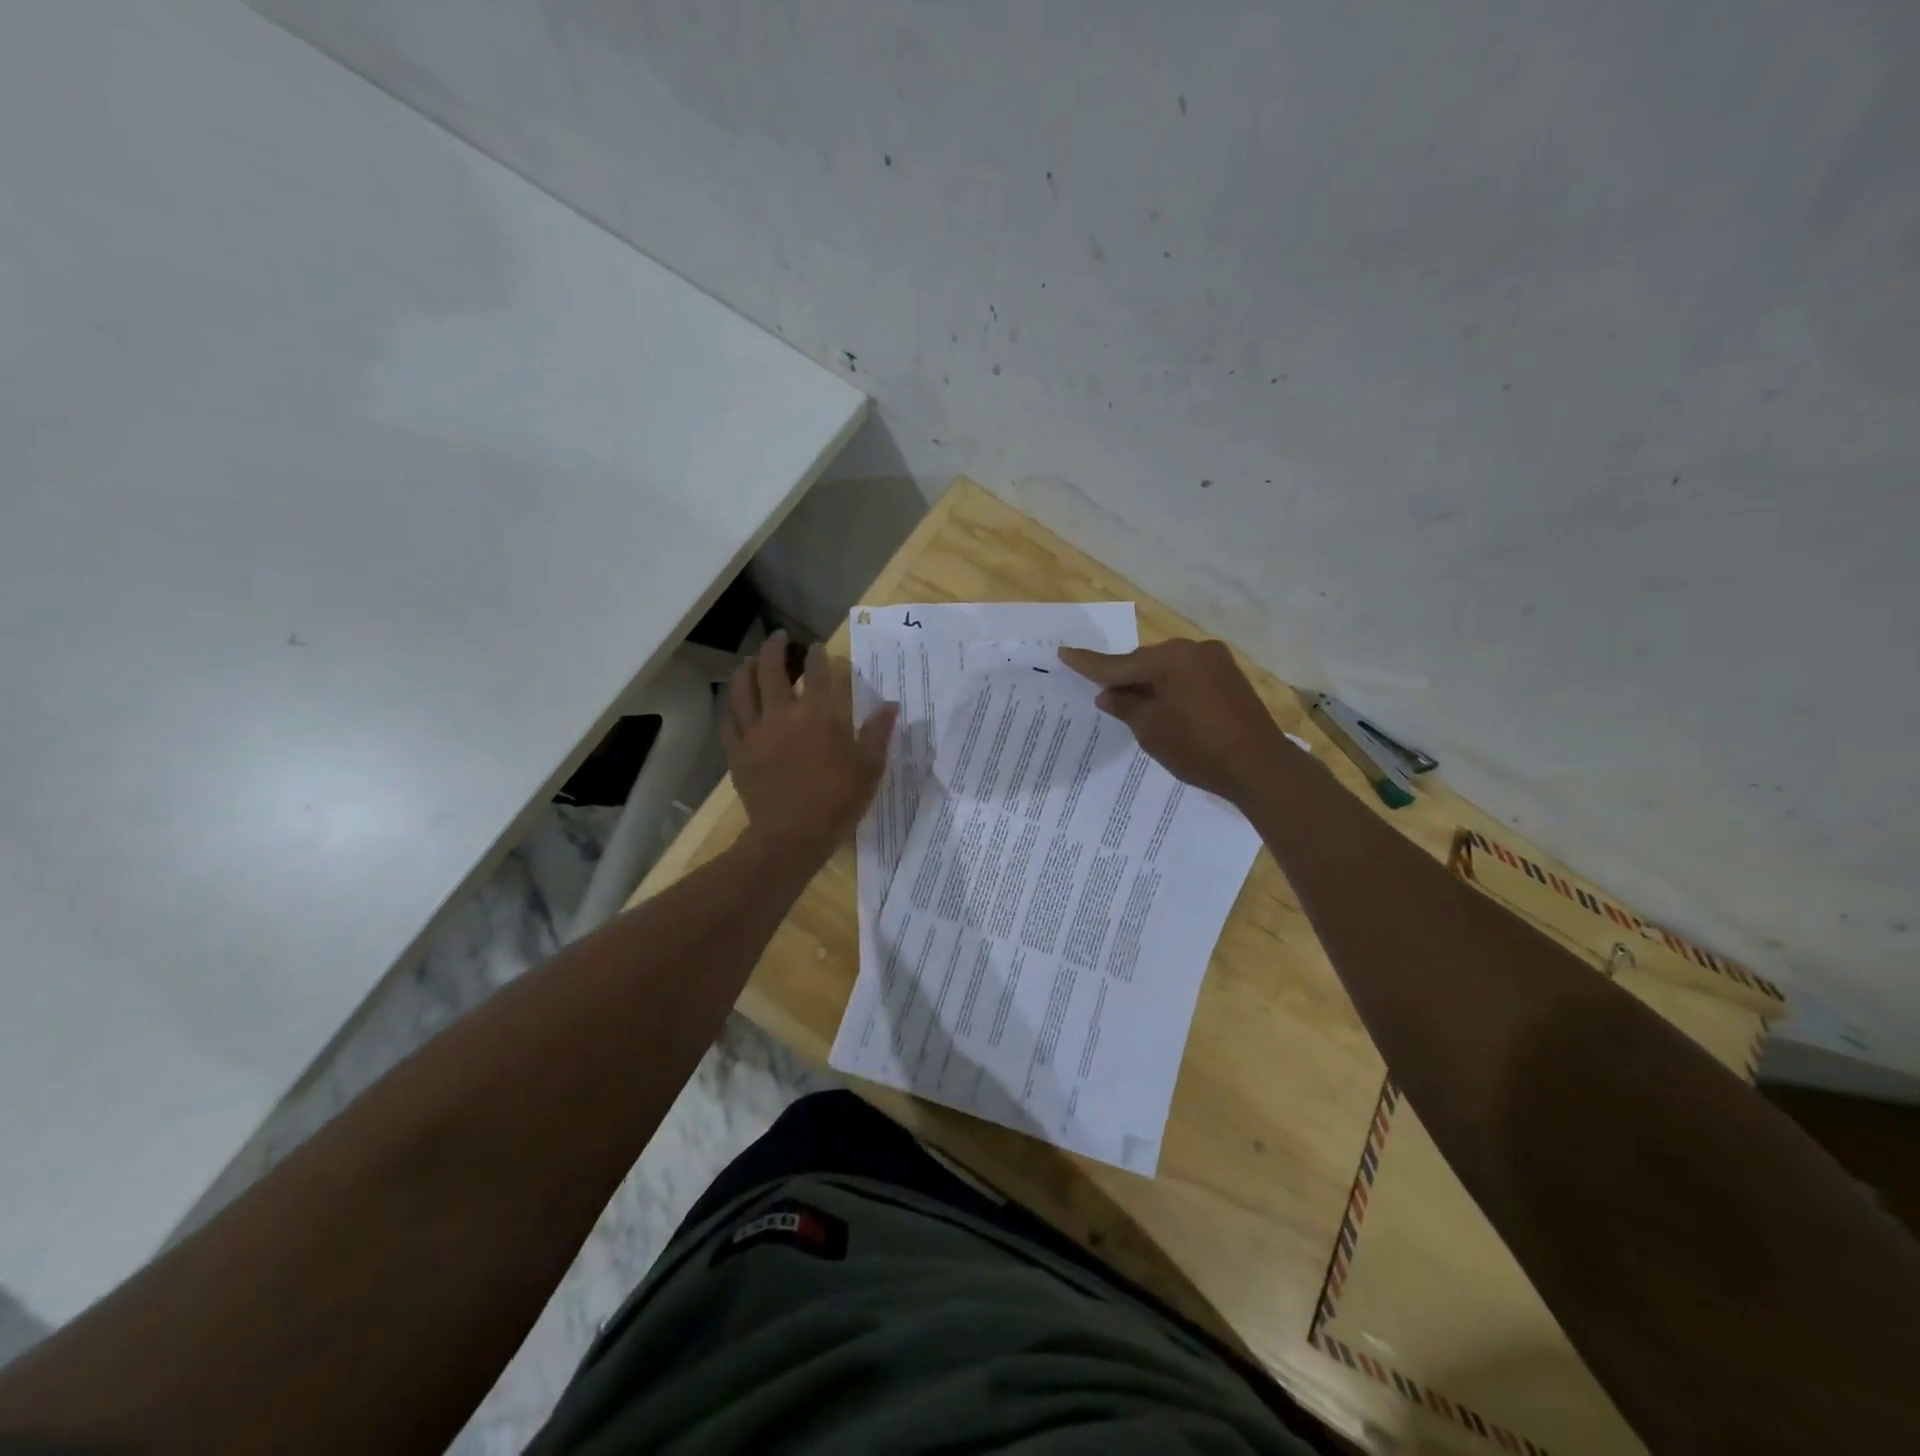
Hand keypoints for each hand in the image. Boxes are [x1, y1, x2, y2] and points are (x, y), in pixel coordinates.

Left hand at [723, 630, 898, 858]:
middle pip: (771, 669)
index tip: (816, 648)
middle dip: (775, 648)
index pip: (817, 671)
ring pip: (742, 688)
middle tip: (778, 638)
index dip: (817, 655)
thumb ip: (878, 733)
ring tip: (750, 662)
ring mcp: (755, 732)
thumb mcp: (869, 768)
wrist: (791, 836)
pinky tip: (736, 707)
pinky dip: (733, 708)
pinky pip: (729, 722)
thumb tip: (891, 705)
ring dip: (746, 669)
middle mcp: (782, 713)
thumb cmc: (836, 801)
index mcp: (818, 714)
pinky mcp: (737, 752)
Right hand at [1057, 638, 1293, 801]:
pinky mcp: (1231, 680)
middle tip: (1101, 694)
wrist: (1260, 766)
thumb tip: (1108, 694)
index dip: (1089, 664)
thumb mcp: (1150, 729)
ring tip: (1130, 705)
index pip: (1120, 663)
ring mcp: (1217, 663)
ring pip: (1169, 670)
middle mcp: (1195, 650)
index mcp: (1171, 658)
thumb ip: (1125, 706)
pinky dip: (1171, 690)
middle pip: (1146, 662)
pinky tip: (1162, 707)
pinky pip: (1189, 678)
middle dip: (1124, 678)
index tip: (1065, 652)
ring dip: (1149, 685)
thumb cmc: (1197, 747)